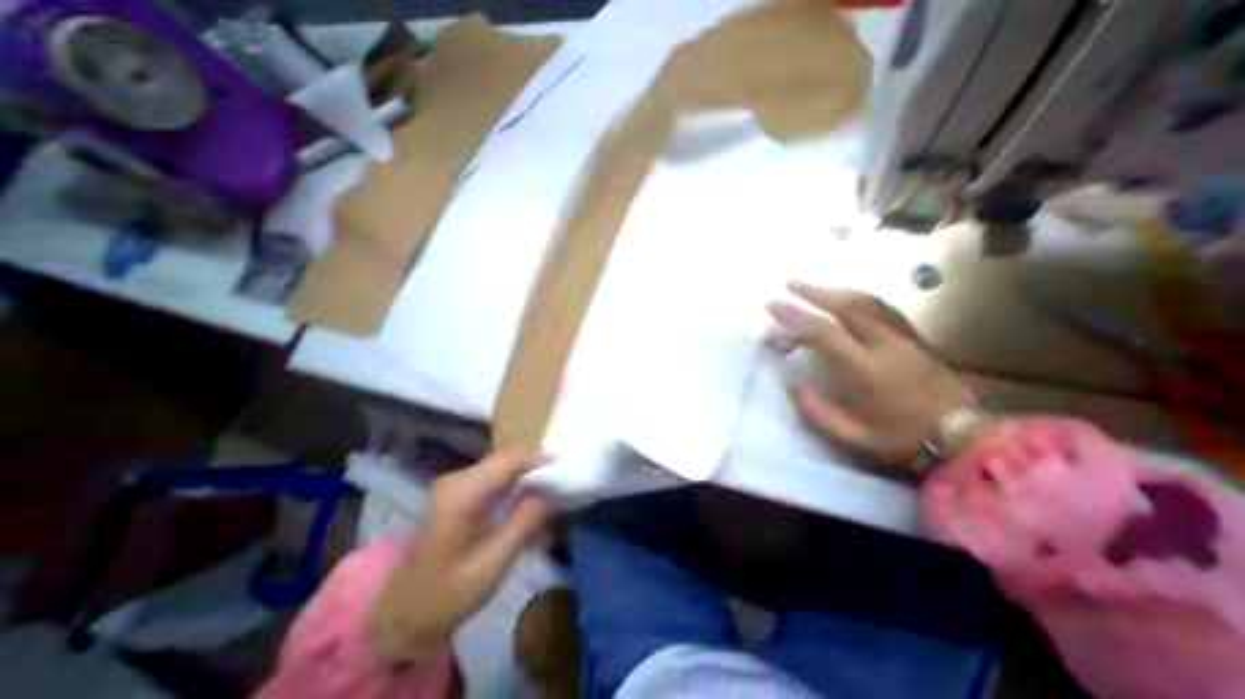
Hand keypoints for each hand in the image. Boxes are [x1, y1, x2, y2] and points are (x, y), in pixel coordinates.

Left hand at [362, 450, 550, 663]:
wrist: (401, 616)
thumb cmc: (447, 595)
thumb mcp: (494, 562)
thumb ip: (525, 521)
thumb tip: (553, 490)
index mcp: (462, 494)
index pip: (509, 460)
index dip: (540, 460)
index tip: (566, 469)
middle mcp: (456, 479)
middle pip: (506, 459)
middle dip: (535, 468)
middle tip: (560, 484)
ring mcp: (454, 484)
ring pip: (501, 466)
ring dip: (526, 476)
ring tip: (548, 494)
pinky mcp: (457, 492)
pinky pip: (493, 477)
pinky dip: (513, 484)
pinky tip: (525, 503)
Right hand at [765, 282, 976, 468]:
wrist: (967, 440)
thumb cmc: (903, 441)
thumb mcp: (853, 438)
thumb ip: (817, 411)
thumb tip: (793, 383)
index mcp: (865, 370)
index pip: (822, 332)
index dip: (794, 316)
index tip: (772, 305)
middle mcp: (884, 345)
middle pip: (846, 306)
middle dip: (813, 292)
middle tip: (789, 285)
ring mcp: (904, 338)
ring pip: (867, 302)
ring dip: (835, 291)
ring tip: (812, 288)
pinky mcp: (916, 338)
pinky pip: (883, 308)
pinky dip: (859, 298)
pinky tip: (847, 299)